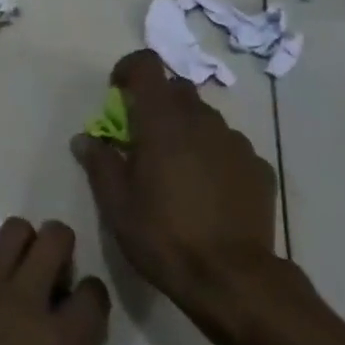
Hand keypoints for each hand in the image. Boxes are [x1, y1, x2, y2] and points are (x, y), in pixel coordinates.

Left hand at [0, 219, 109, 344]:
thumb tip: (60, 322)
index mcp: (60, 342)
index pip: (94, 293)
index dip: (88, 295)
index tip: (75, 304)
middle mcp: (30, 299)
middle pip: (58, 237)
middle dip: (58, 249)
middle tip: (46, 274)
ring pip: (18, 227)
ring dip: (23, 245)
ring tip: (13, 272)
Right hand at [72, 49, 279, 340]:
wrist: (232, 278)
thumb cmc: (163, 236)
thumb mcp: (117, 204)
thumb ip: (99, 163)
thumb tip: (85, 139)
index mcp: (163, 121)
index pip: (147, 65)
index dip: (129, 69)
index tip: (117, 92)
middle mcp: (203, 120)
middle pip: (177, 91)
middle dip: (157, 104)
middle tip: (142, 139)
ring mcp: (236, 143)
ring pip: (205, 119)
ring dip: (186, 131)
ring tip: (176, 171)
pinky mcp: (258, 168)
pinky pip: (229, 147)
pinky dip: (213, 156)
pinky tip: (207, 192)